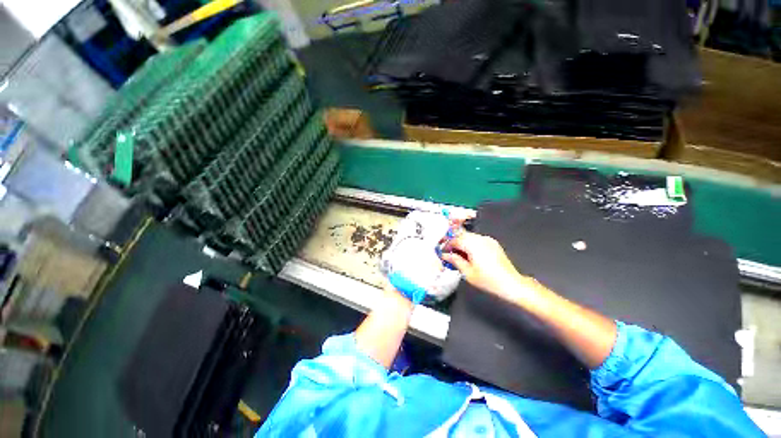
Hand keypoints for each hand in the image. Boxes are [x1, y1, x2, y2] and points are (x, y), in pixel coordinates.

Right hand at [442, 231, 525, 297]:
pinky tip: (469, 254)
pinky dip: (470, 244)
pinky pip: (477, 240)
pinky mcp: (493, 243)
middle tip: (449, 253)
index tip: (442, 252)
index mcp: (473, 244)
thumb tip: (445, 255)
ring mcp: (488, 240)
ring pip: (469, 237)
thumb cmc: (488, 280)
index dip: (446, 245)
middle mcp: (480, 238)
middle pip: (462, 236)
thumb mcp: (468, 273)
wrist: (511, 283)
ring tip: (458, 255)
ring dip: (462, 243)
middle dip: (454, 243)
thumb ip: (455, 261)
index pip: (455, 240)